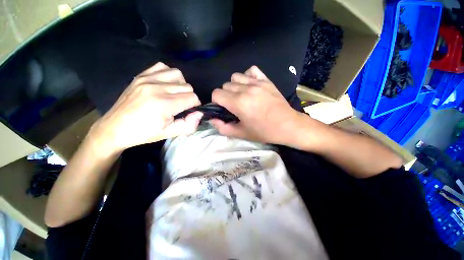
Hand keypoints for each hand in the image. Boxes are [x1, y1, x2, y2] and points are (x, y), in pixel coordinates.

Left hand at [89, 62, 201, 154]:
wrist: (115, 128)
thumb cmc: (143, 133)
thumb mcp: (169, 134)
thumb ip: (188, 125)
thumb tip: (200, 113)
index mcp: (164, 104)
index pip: (192, 97)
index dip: (195, 105)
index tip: (190, 111)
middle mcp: (157, 87)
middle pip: (187, 86)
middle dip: (190, 97)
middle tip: (182, 106)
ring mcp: (147, 79)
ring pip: (178, 74)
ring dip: (181, 85)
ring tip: (176, 94)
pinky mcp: (141, 76)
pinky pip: (162, 67)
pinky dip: (169, 75)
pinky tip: (166, 84)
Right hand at [211, 66, 305, 144]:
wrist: (288, 125)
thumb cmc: (264, 131)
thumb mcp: (241, 133)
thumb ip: (223, 127)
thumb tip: (212, 119)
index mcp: (238, 103)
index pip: (216, 94)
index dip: (216, 102)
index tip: (223, 109)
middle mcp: (245, 89)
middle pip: (225, 85)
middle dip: (225, 95)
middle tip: (233, 105)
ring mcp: (257, 82)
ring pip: (235, 76)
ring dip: (234, 86)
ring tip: (241, 95)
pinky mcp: (266, 80)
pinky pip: (251, 71)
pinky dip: (247, 77)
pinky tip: (250, 86)